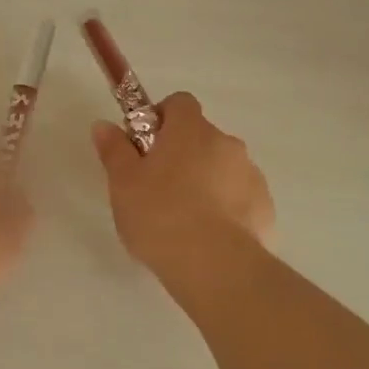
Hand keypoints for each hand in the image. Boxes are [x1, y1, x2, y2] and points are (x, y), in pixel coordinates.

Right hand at [90, 93, 273, 283]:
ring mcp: (250, 174)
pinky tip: (208, 237)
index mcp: (191, 130)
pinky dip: (226, 209)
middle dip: (182, 155)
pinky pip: (240, 198)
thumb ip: (114, 150)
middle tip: (157, 189)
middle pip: (201, 137)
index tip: (144, 146)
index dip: (160, 119)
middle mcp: (226, 143)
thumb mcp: (123, 184)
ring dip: (205, 182)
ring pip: (222, 168)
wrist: (214, 264)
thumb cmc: (160, 215)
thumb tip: (103, 124)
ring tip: (184, 220)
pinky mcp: (264, 207)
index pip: (179, 103)